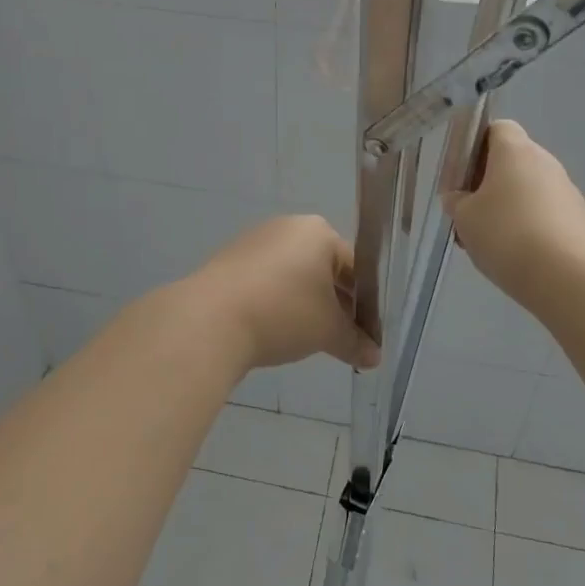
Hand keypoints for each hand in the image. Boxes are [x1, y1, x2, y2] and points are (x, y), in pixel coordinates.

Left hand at [189, 215, 380, 371]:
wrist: (209, 321)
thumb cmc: (283, 314)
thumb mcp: (328, 331)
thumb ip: (355, 342)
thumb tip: (375, 358)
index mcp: (318, 232)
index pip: (356, 267)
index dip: (366, 303)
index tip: (367, 333)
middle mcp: (287, 227)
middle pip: (324, 268)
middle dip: (336, 304)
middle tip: (342, 337)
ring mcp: (254, 242)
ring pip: (294, 275)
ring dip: (307, 304)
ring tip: (309, 338)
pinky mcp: (229, 261)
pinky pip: (266, 281)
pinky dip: (277, 302)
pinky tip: (276, 330)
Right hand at [444, 120, 584, 306]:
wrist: (565, 276)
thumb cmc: (506, 235)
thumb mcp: (465, 218)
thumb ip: (456, 202)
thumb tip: (458, 197)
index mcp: (515, 151)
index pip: (497, 128)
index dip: (476, 145)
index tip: (461, 174)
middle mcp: (545, 162)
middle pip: (512, 161)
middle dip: (487, 183)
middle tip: (468, 213)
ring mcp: (565, 190)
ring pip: (527, 189)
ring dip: (507, 207)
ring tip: (488, 241)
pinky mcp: (578, 218)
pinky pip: (544, 212)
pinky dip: (527, 225)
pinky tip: (514, 255)